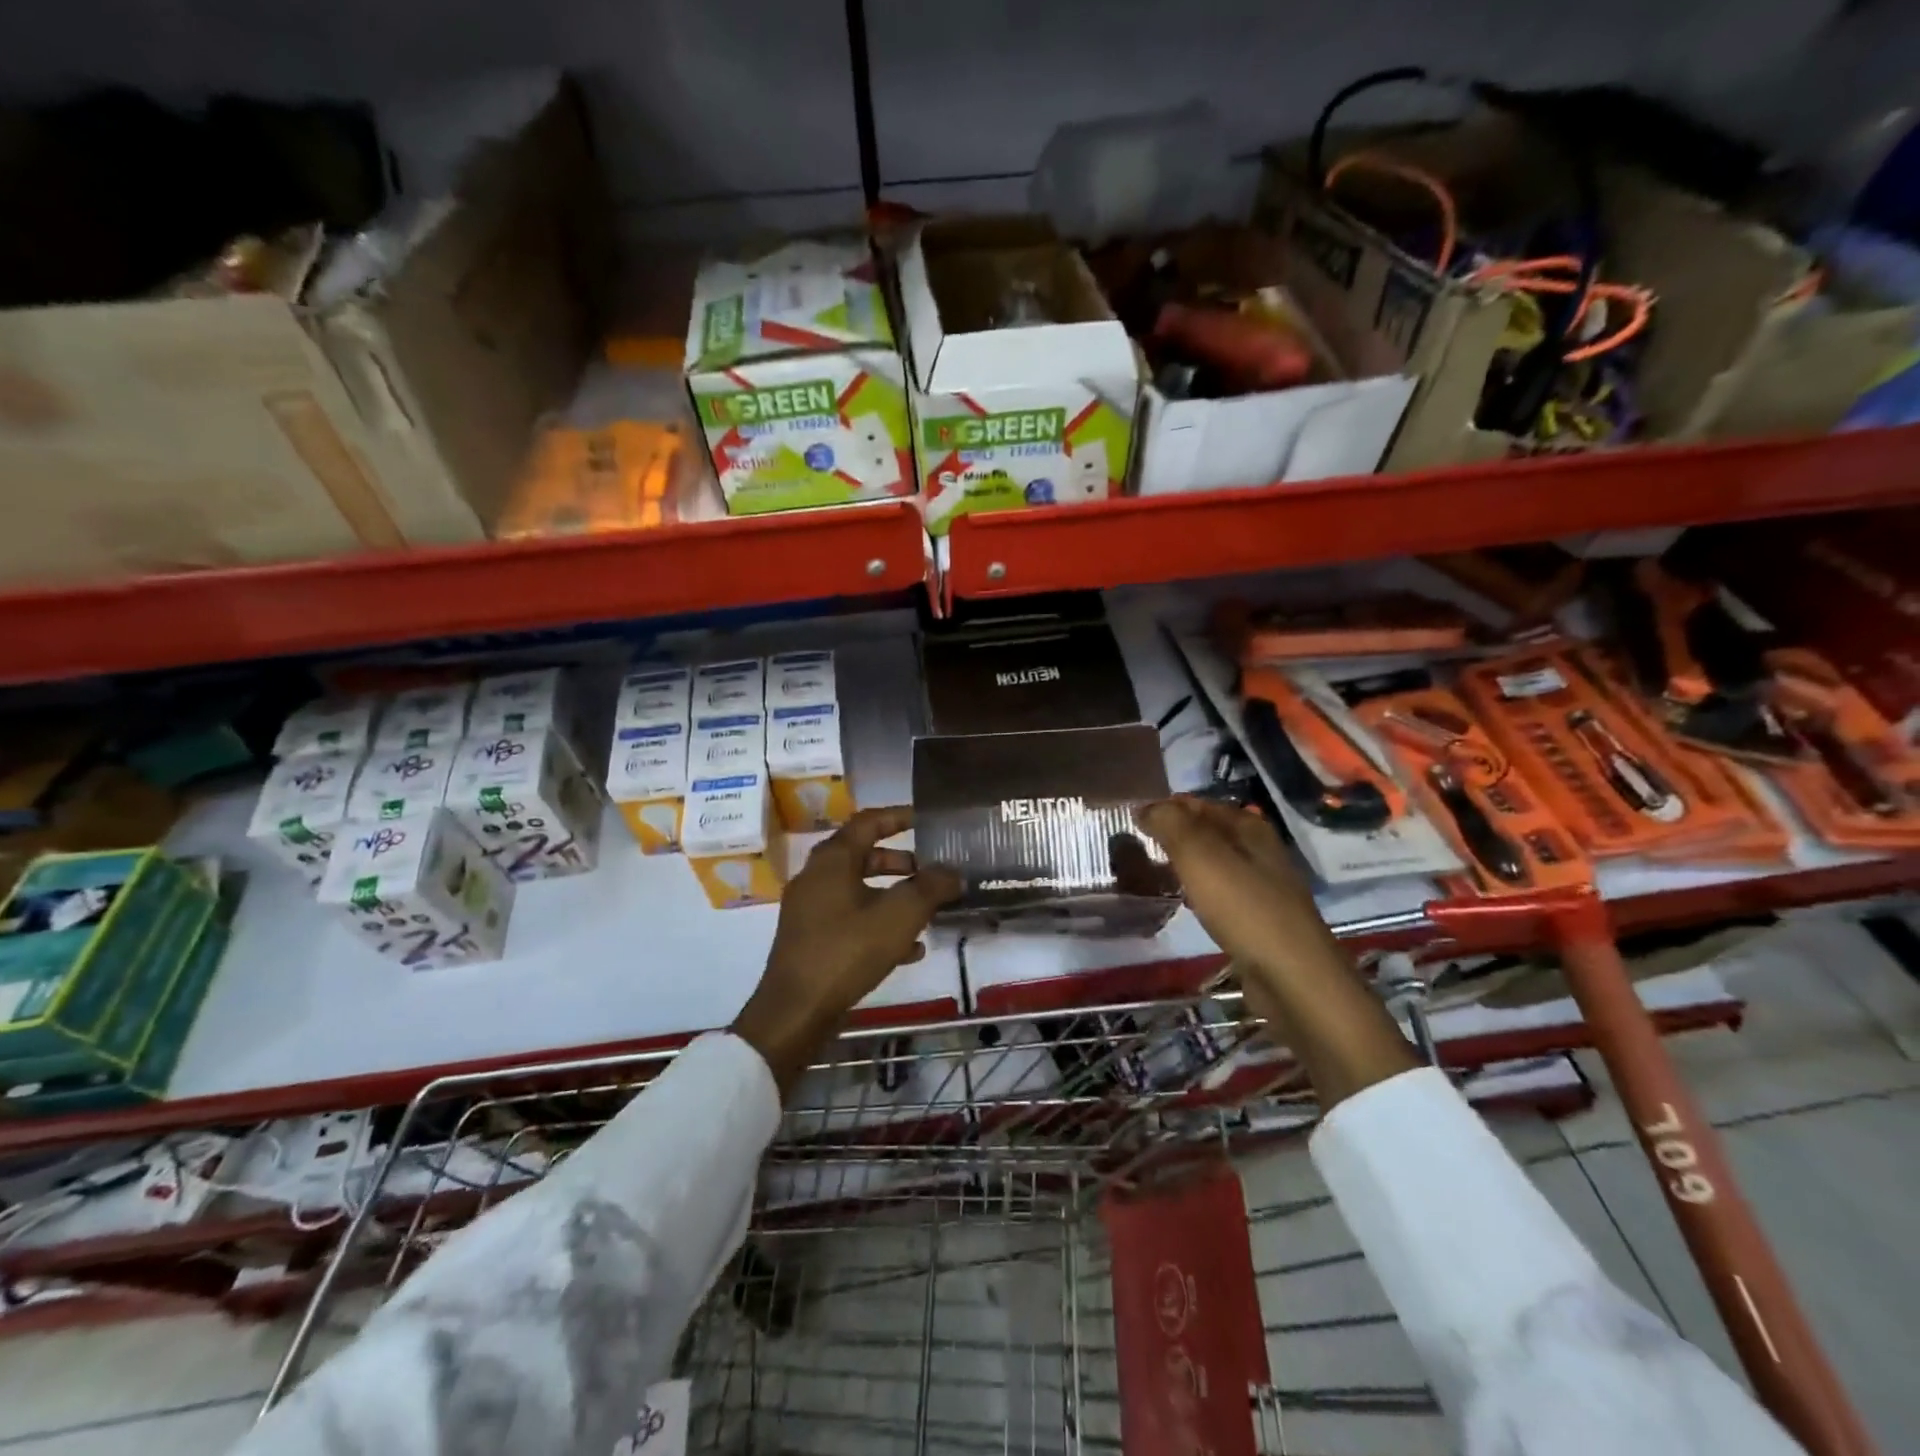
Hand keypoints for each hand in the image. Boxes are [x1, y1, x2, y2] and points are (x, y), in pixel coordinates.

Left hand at [732, 807, 960, 1097]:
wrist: (795, 1011)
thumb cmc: (847, 951)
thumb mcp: (899, 915)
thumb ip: (930, 888)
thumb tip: (953, 872)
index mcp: (833, 860)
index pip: (868, 822)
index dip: (899, 816)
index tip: (926, 819)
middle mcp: (817, 877)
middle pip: (863, 856)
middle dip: (900, 862)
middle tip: (931, 870)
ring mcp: (810, 909)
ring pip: (858, 890)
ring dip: (893, 895)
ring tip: (927, 910)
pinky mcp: (810, 939)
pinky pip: (850, 919)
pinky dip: (878, 923)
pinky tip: (910, 949)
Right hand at [1133, 797, 1336, 974]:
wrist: (1293, 978)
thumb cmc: (1244, 908)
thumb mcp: (1200, 856)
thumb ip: (1171, 824)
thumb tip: (1146, 807)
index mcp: (1249, 827)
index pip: (1198, 804)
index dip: (1166, 807)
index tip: (1132, 818)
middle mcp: (1259, 851)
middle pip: (1208, 832)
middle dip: (1174, 834)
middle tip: (1135, 844)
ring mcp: (1262, 886)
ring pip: (1214, 863)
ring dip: (1185, 864)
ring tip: (1152, 871)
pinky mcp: (1259, 919)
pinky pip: (1220, 893)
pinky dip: (1198, 891)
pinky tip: (1184, 902)